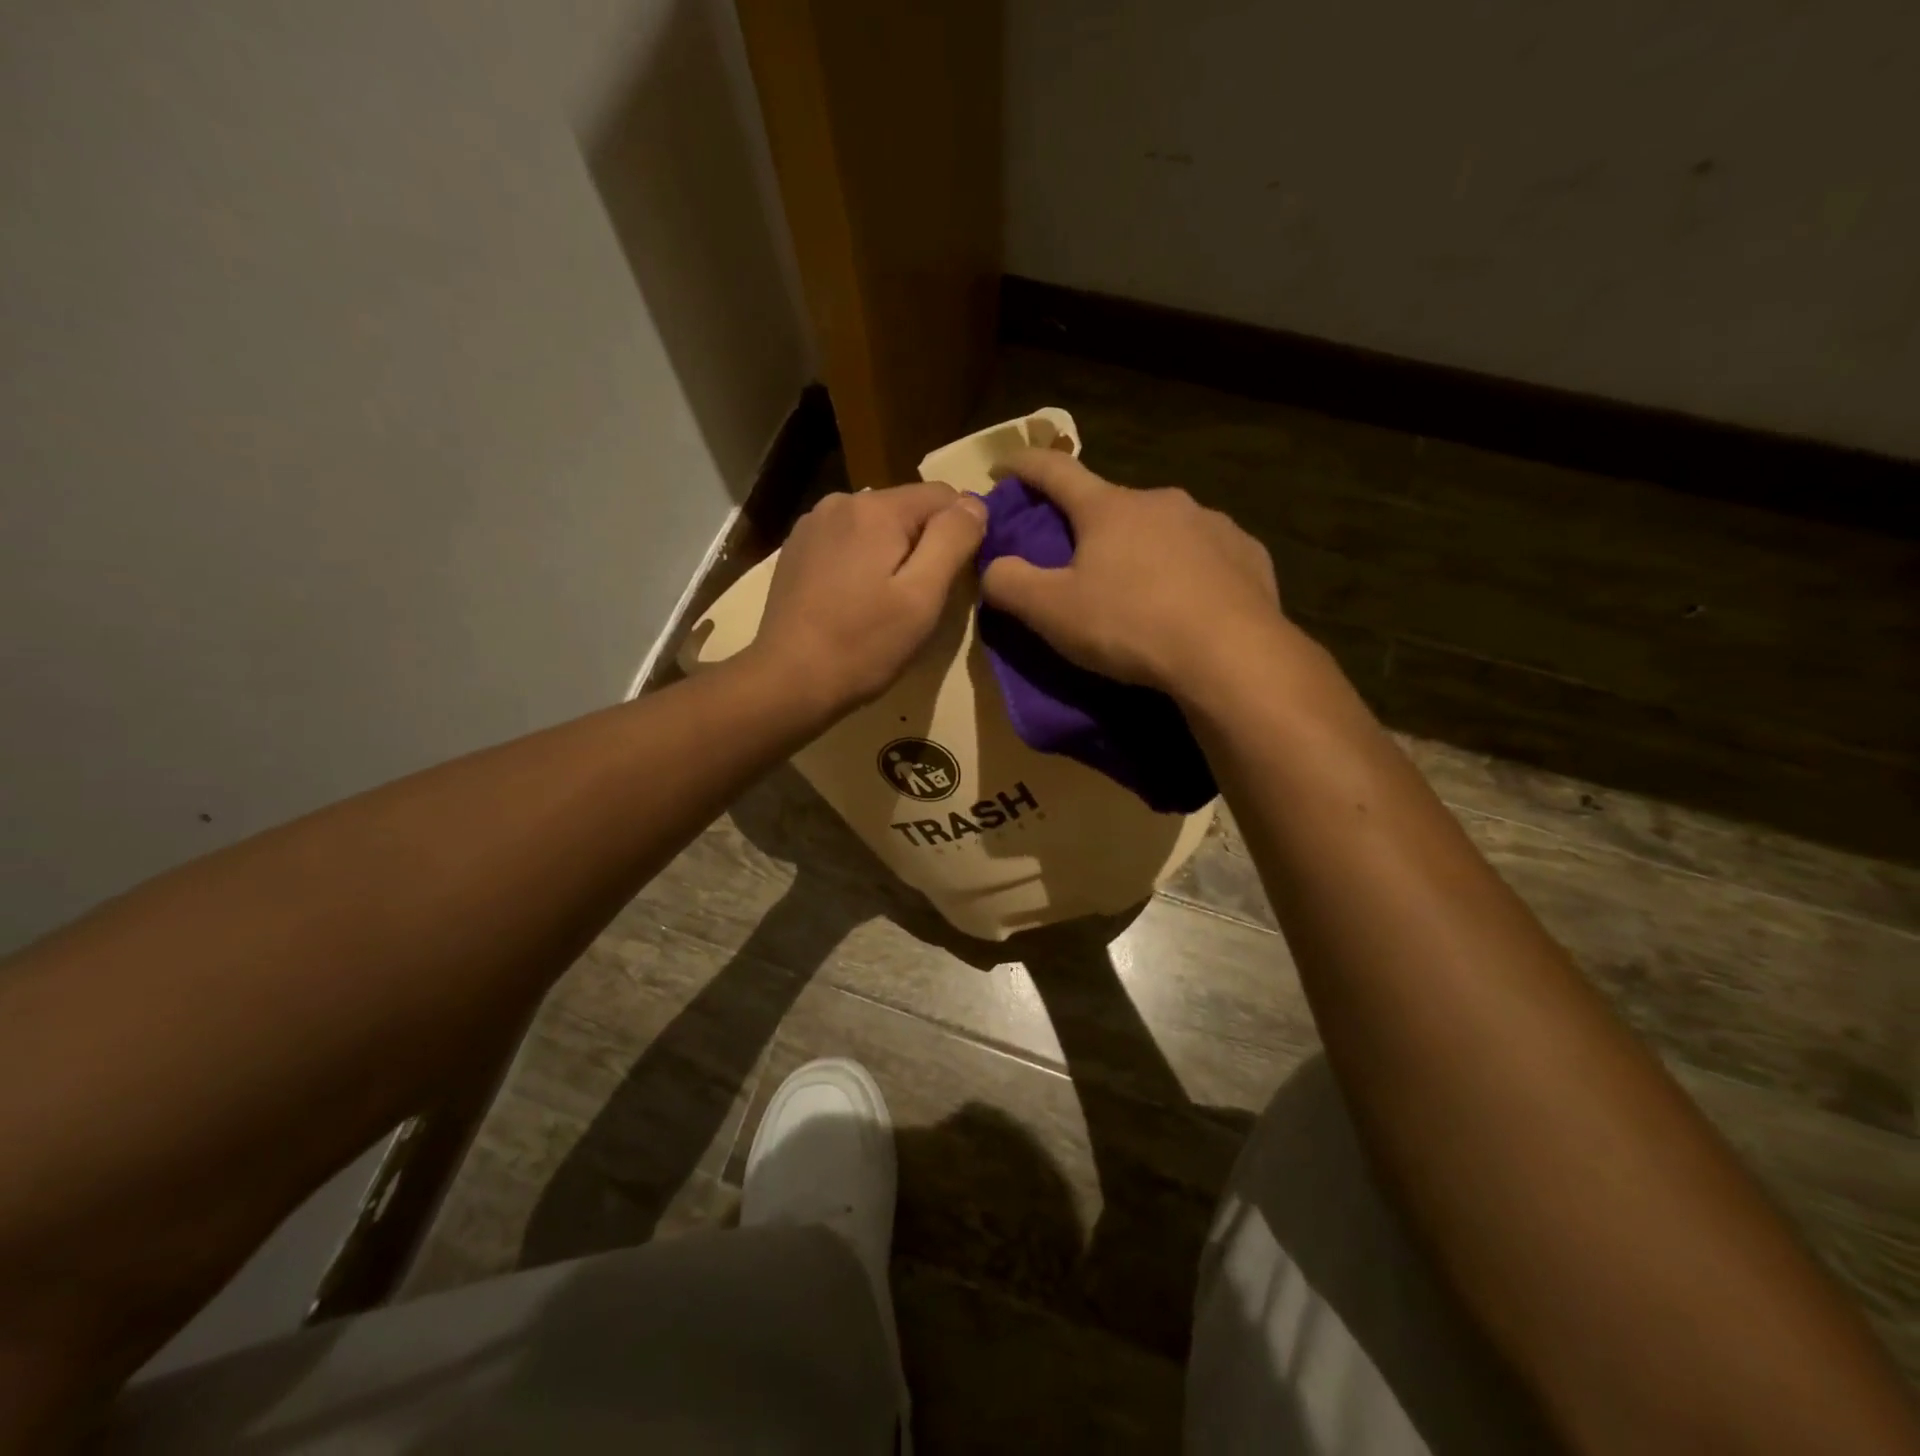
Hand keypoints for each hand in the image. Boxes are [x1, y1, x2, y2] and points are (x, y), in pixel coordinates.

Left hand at [751, 481, 987, 714]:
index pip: (944, 496)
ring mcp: (813, 524)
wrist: (788, 680)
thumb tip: (974, 502)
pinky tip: (854, 600)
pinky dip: (862, 562)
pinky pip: (848, 542)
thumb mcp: (922, 596)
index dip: (960, 533)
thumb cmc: (864, 644)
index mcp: (875, 508)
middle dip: (924, 545)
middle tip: (920, 600)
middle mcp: (841, 501)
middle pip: (908, 509)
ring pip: (877, 526)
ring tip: (886, 603)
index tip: (955, 579)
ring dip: (892, 554)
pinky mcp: (797, 549)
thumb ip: (953, 540)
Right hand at [980, 448, 1286, 697]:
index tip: (1003, 468)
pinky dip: (1186, 569)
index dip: (1024, 466)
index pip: (1055, 472)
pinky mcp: (1246, 553)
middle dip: (1089, 524)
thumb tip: (992, 566)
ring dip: (1141, 547)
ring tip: (1138, 589)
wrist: (1231, 654)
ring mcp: (1210, 523)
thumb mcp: (1052, 612)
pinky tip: (1187, 602)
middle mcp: (1161, 501)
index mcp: (1109, 508)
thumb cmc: (1130, 625)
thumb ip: (1009, 585)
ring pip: (1161, 528)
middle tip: (1077, 560)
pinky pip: (1204, 554)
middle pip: (1112, 504)